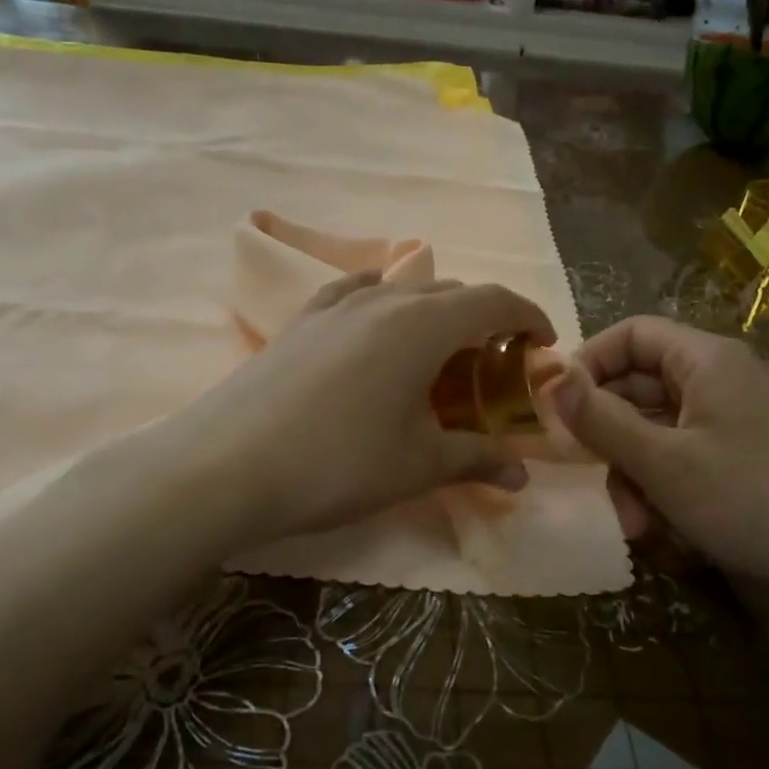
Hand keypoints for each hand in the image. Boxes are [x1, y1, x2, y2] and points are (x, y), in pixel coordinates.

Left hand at [168, 273, 555, 545]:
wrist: (225, 466)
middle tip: (493, 367)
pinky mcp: (299, 321)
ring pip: (403, 292)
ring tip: (438, 355)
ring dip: (434, 315)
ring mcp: (334, 305)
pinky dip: (383, 306)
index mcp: (422, 324)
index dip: (528, 316)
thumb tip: (520, 476)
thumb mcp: (418, 465)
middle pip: (451, 293)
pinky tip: (376, 329)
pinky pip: (356, 295)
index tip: (543, 345)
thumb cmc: (337, 464)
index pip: (493, 300)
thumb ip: (477, 460)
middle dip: (484, 321)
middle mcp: (382, 299)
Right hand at [550, 316, 768, 596]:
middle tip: (587, 475)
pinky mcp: (741, 453)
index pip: (630, 334)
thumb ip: (600, 420)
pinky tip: (660, 528)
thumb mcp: (662, 463)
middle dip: (609, 435)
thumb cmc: (751, 500)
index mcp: (705, 360)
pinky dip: (663, 485)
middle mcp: (718, 378)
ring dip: (633, 472)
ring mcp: (732, 418)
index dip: (588, 362)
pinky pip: (683, 454)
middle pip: (639, 385)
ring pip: (657, 428)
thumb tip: (549, 378)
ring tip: (634, 524)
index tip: (556, 406)